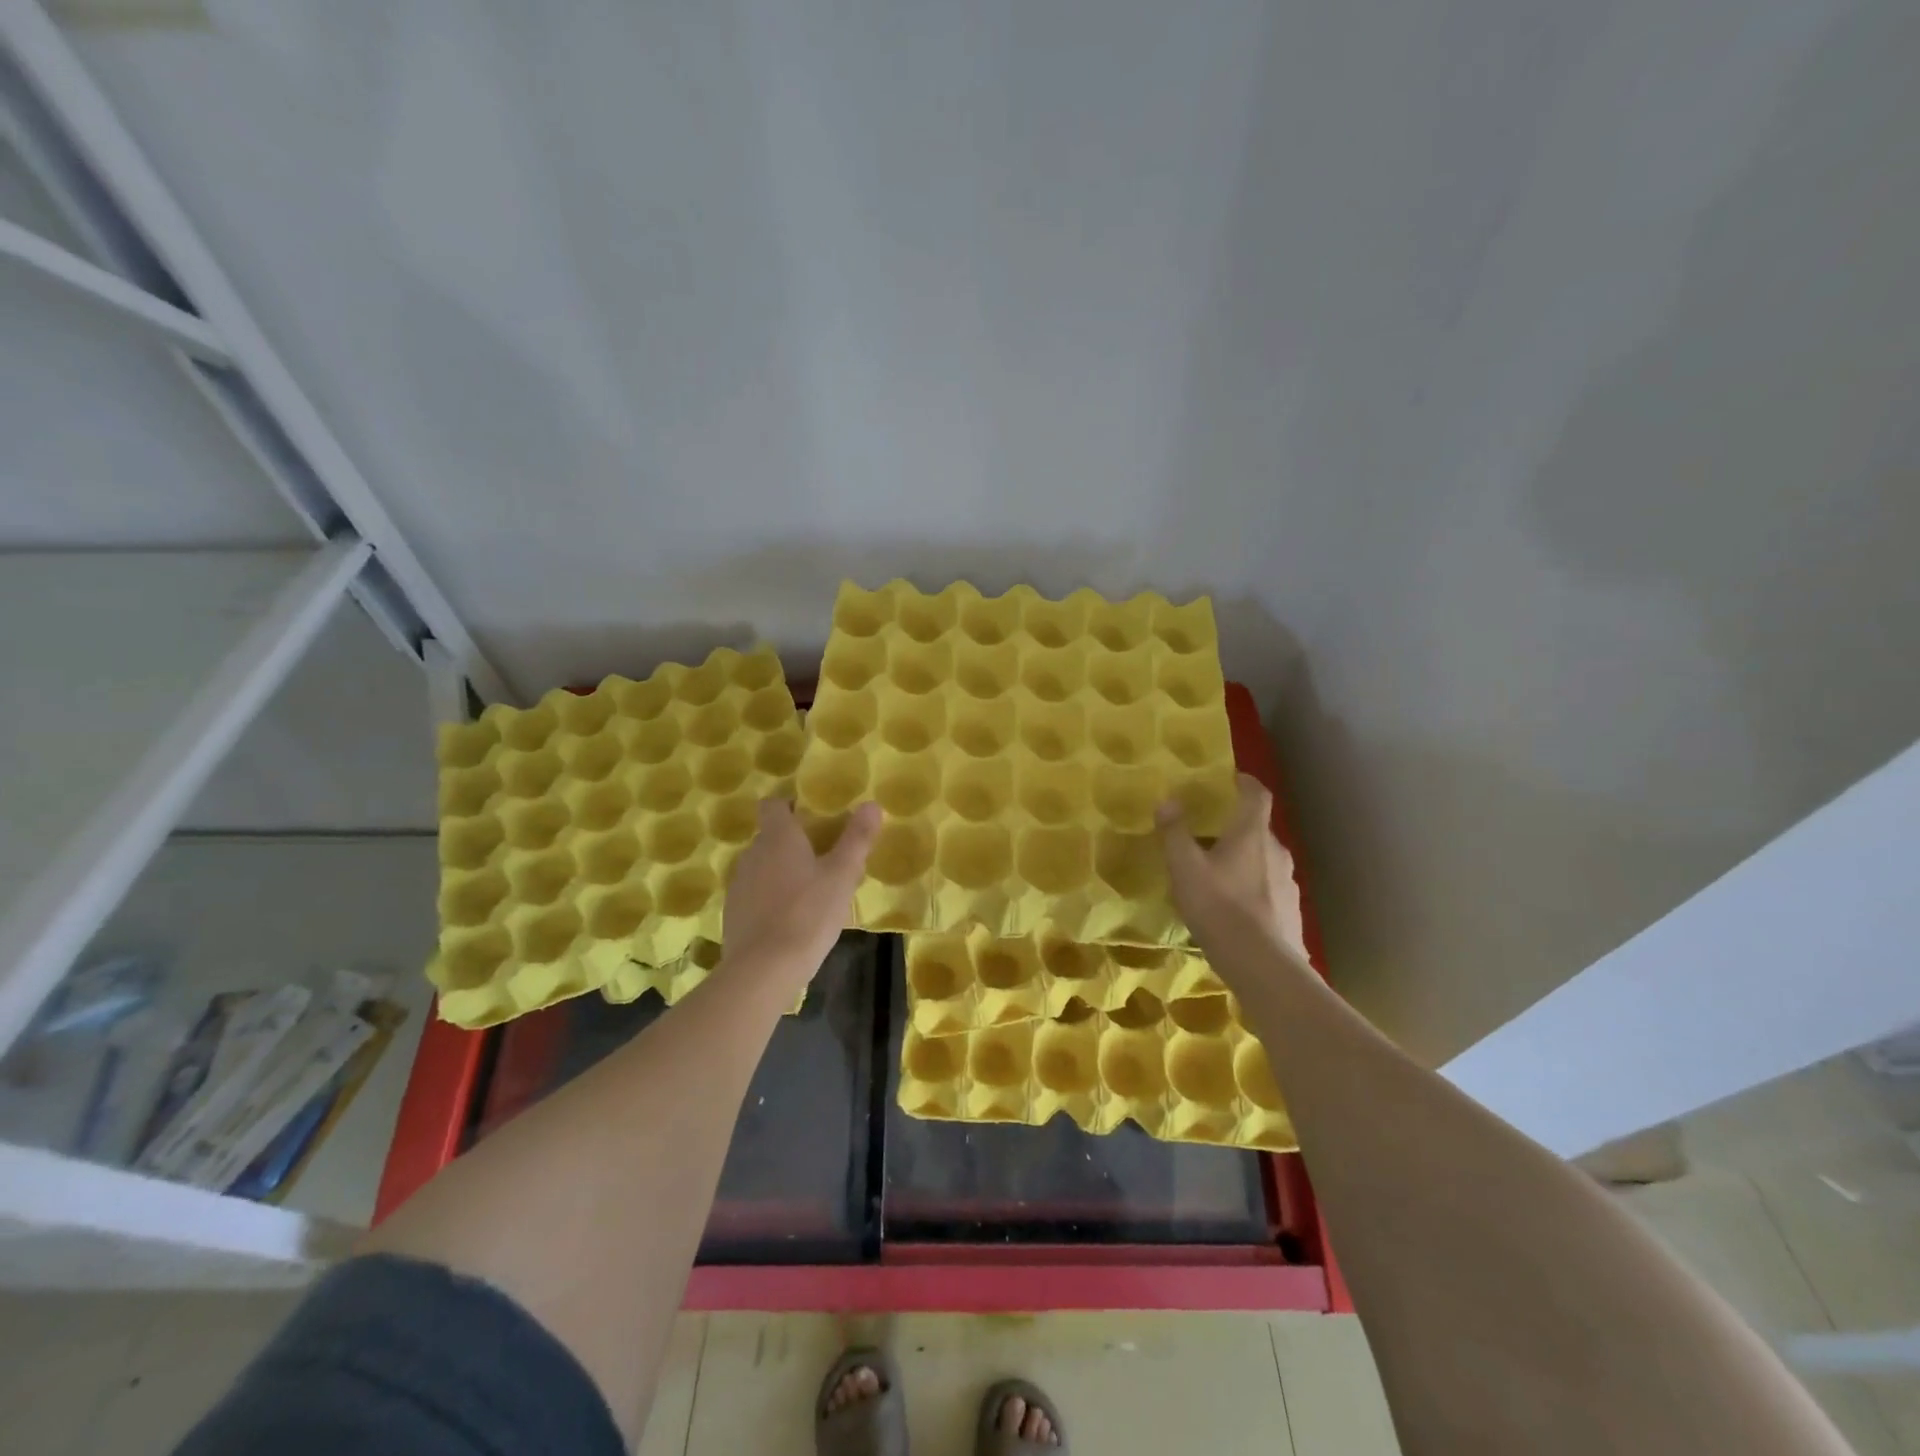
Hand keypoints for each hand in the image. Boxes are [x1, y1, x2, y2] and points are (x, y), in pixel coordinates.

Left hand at [721, 799, 879, 992]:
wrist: (763, 969)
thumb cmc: (808, 913)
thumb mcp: (842, 875)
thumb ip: (857, 838)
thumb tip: (872, 804)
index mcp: (778, 837)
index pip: (773, 805)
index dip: (789, 805)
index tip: (811, 815)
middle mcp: (752, 854)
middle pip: (770, 836)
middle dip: (792, 842)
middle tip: (822, 858)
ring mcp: (739, 884)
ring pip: (762, 866)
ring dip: (780, 871)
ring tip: (808, 891)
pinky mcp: (733, 913)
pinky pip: (754, 894)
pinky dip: (769, 898)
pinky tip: (789, 919)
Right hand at [1157, 773, 1307, 961]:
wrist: (1263, 965)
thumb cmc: (1220, 907)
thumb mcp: (1185, 868)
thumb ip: (1175, 833)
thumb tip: (1168, 800)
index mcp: (1251, 833)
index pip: (1256, 793)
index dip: (1244, 781)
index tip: (1228, 778)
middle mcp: (1275, 849)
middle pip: (1257, 827)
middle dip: (1235, 825)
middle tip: (1208, 833)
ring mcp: (1288, 881)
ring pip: (1263, 858)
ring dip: (1243, 858)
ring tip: (1217, 872)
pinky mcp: (1291, 909)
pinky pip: (1268, 886)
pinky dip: (1252, 886)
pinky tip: (1234, 906)